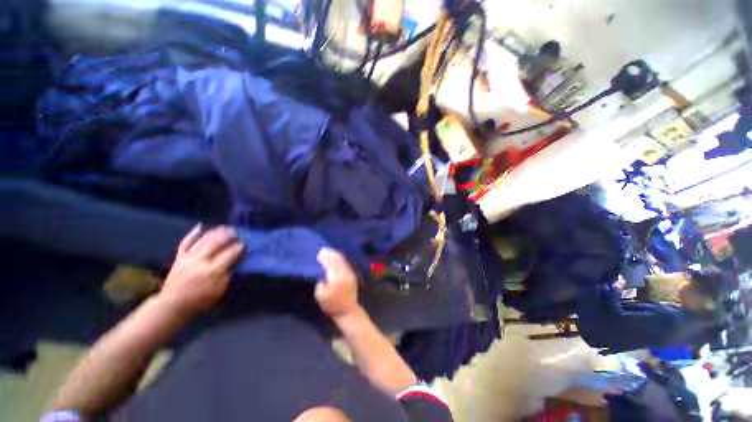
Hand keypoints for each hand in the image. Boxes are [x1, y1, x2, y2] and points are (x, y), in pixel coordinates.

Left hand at [158, 225, 243, 316]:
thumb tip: (235, 261)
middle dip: (228, 236)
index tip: (245, 243)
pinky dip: (193, 234)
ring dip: (215, 232)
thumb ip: (228, 274)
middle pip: (217, 243)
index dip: (239, 247)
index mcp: (213, 270)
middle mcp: (201, 260)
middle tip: (237, 232)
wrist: (172, 305)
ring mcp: (188, 257)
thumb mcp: (220, 290)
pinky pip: (185, 242)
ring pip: (203, 240)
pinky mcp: (179, 257)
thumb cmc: (200, 300)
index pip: (230, 253)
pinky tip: (200, 227)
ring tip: (225, 228)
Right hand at [315, 248, 359, 318]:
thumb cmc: (332, 305)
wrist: (347, 310)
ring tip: (329, 251)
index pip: (330, 264)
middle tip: (323, 249)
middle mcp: (344, 274)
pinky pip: (346, 263)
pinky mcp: (352, 275)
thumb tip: (322, 272)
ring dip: (335, 255)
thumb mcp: (320, 295)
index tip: (319, 253)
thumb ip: (320, 282)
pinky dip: (341, 259)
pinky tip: (337, 257)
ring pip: (343, 261)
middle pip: (337, 260)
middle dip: (330, 254)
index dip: (325, 258)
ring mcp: (350, 274)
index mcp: (336, 279)